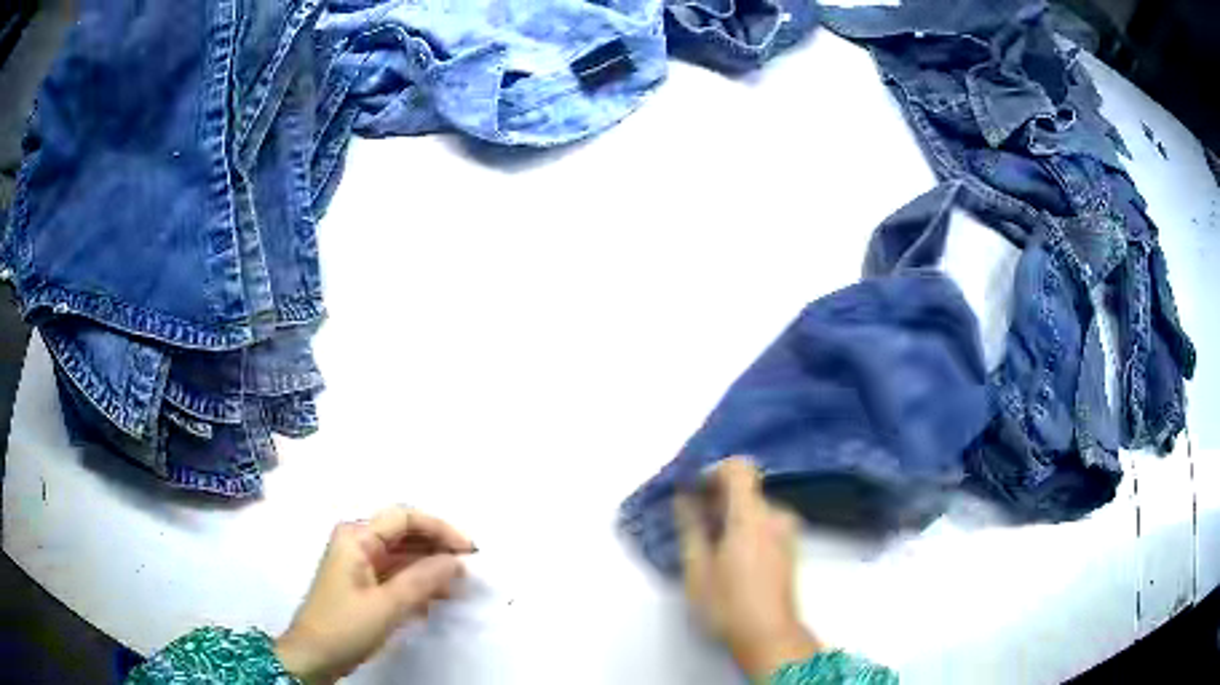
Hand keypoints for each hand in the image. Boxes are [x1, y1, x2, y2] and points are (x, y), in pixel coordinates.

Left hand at [275, 506, 475, 683]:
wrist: (314, 656)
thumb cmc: (345, 626)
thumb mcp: (387, 605)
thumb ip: (423, 580)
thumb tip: (456, 561)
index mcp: (357, 537)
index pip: (405, 518)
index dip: (440, 529)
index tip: (470, 551)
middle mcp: (358, 542)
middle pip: (405, 534)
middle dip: (438, 549)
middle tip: (469, 570)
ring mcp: (359, 563)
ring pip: (403, 556)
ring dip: (431, 568)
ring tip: (459, 587)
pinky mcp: (363, 584)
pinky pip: (397, 574)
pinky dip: (418, 583)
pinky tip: (436, 599)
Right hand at [674, 458, 822, 677]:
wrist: (769, 635)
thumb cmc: (728, 605)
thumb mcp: (697, 569)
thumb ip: (690, 527)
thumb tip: (684, 498)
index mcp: (752, 517)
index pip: (739, 468)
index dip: (713, 471)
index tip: (694, 490)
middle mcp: (775, 517)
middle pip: (745, 489)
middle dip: (717, 500)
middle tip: (693, 524)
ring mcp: (786, 532)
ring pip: (754, 507)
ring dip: (730, 516)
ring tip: (708, 545)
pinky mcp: (790, 547)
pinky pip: (764, 522)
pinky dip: (744, 527)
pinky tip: (728, 556)